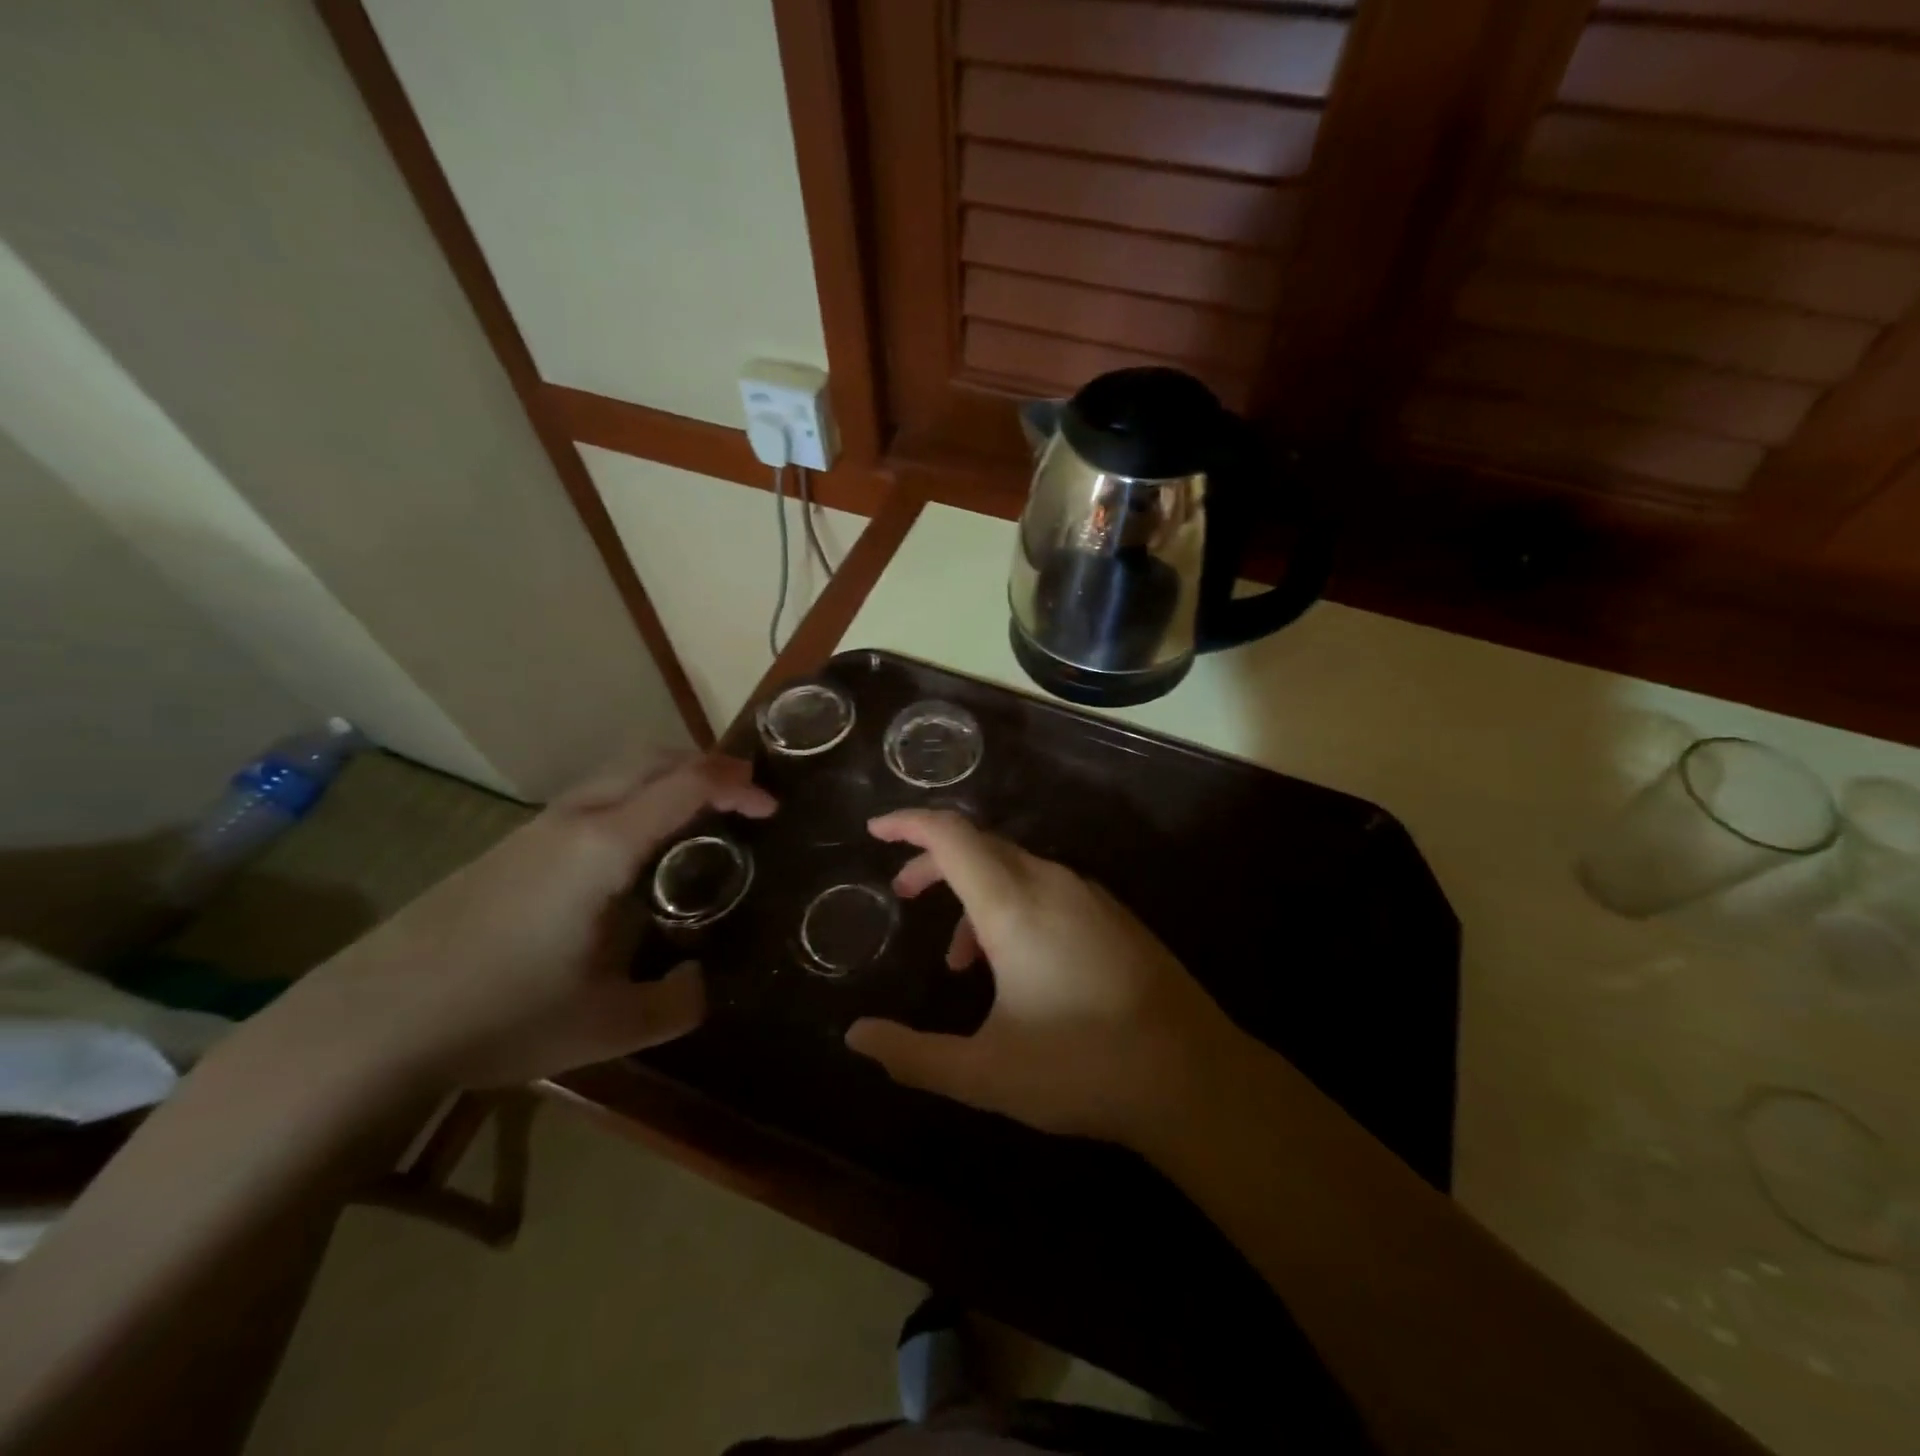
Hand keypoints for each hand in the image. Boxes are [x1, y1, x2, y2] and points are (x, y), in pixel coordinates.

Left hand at [279, 755, 774, 1090]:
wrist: (367, 1026)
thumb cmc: (500, 1016)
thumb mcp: (609, 1026)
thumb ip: (676, 1004)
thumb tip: (699, 981)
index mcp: (606, 846)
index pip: (688, 783)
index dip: (739, 783)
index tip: (772, 807)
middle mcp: (574, 820)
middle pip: (652, 759)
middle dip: (707, 766)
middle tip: (743, 800)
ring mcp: (534, 830)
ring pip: (617, 775)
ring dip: (666, 780)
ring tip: (696, 823)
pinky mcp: (508, 848)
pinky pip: (591, 800)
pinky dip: (633, 801)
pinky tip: (631, 857)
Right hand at [844, 810, 1243, 1146]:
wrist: (1193, 1076)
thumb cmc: (1082, 1068)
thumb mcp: (985, 1073)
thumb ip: (913, 1055)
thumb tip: (856, 1038)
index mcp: (1013, 904)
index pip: (951, 836)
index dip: (908, 824)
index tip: (875, 831)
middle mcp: (1051, 883)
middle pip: (980, 845)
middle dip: (934, 863)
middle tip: (904, 894)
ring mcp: (1089, 896)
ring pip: (1014, 869)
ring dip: (974, 895)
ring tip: (960, 962)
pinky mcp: (1114, 916)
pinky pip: (1047, 888)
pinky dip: (1012, 907)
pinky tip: (1017, 966)